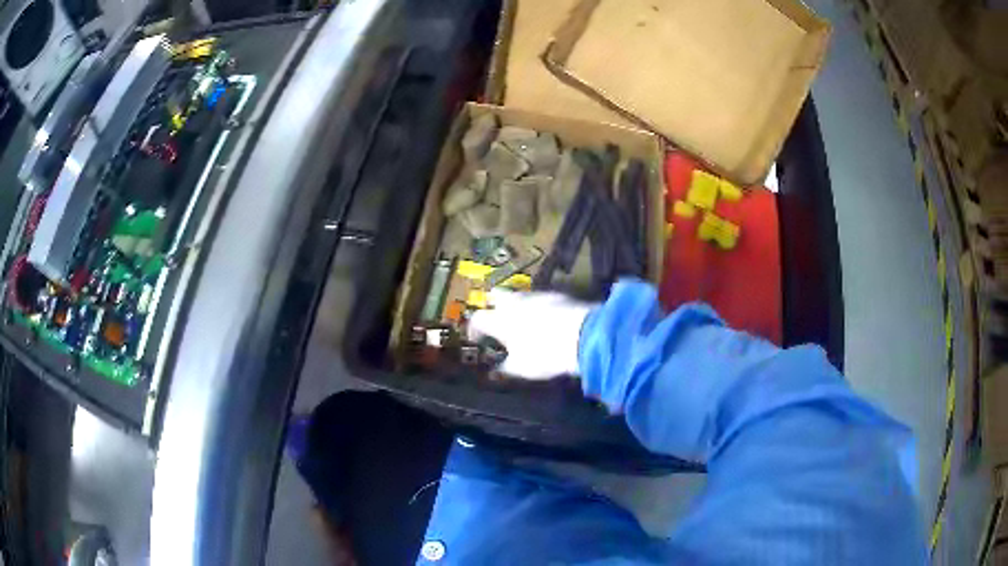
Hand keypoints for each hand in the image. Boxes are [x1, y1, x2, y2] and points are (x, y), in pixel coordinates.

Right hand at [468, 289, 595, 379]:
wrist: (583, 336)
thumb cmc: (545, 354)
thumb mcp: (521, 368)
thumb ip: (507, 367)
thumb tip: (498, 369)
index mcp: (499, 319)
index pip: (478, 318)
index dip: (475, 328)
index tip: (477, 337)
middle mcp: (514, 302)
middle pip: (496, 295)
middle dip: (493, 305)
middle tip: (496, 318)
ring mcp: (537, 295)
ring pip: (520, 295)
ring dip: (517, 305)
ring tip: (522, 321)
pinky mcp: (558, 295)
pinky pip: (541, 299)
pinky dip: (538, 307)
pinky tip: (545, 319)